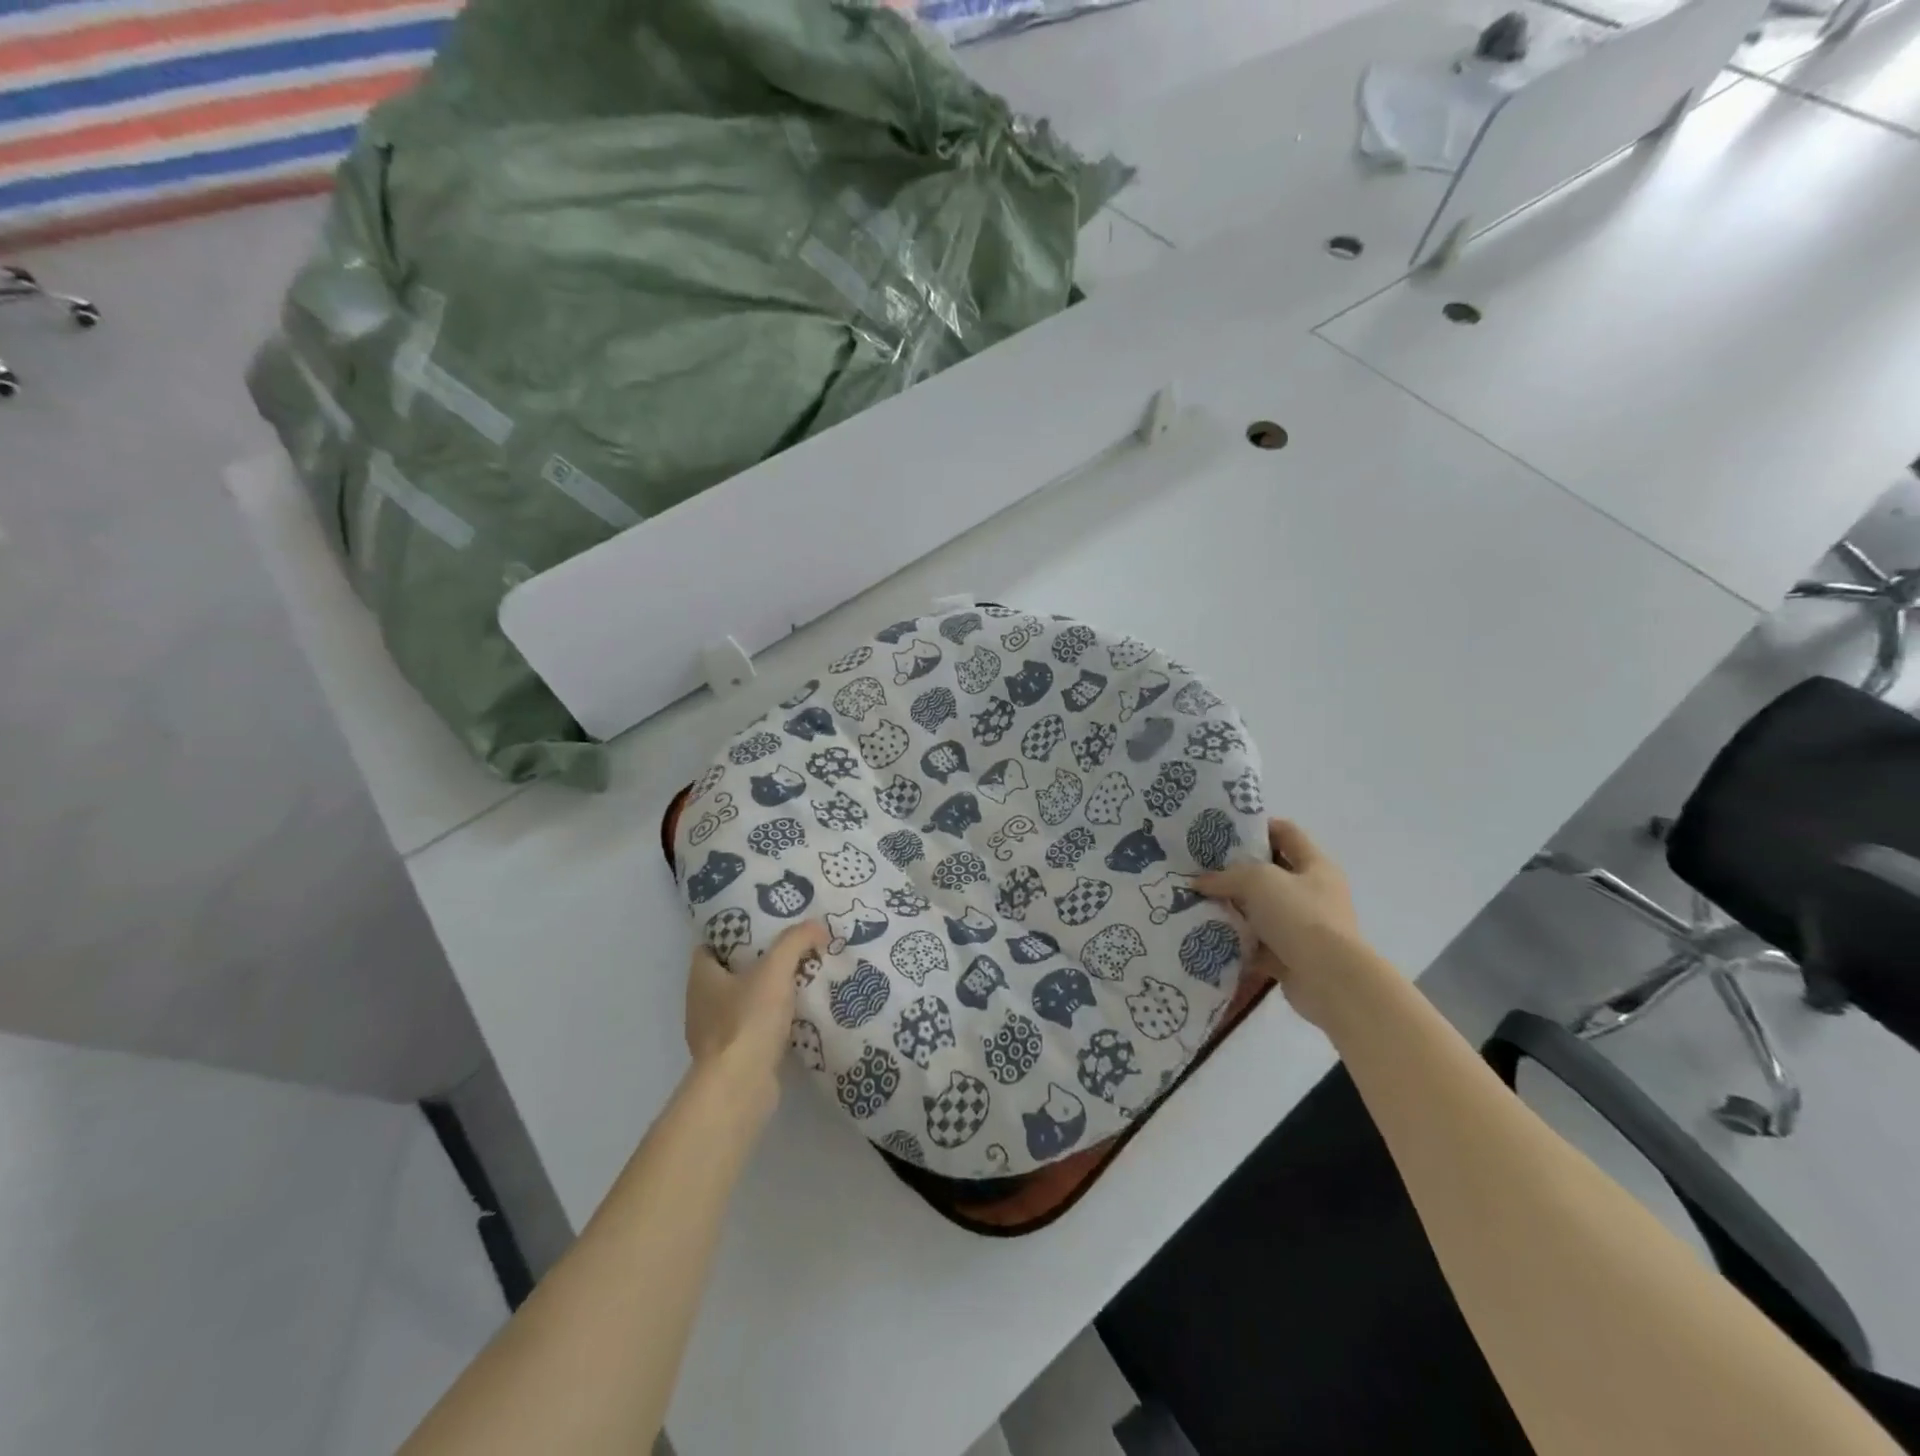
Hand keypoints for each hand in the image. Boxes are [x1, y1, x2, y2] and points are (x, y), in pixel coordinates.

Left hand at [684, 921, 825, 1092]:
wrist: (740, 1087)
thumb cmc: (748, 1020)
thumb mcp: (775, 969)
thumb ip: (795, 941)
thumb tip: (817, 926)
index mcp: (701, 978)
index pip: (712, 946)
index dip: (735, 934)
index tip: (764, 926)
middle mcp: (701, 1004)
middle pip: (729, 974)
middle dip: (757, 962)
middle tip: (789, 949)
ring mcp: (714, 1035)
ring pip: (742, 1003)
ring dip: (765, 994)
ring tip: (799, 980)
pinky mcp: (731, 1059)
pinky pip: (752, 1030)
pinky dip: (770, 1023)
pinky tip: (796, 1017)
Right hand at [1197, 820, 1362, 1028]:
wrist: (1330, 980)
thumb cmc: (1299, 916)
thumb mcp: (1258, 881)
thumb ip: (1226, 876)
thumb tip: (1199, 882)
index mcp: (1315, 866)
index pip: (1286, 832)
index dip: (1257, 827)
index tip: (1223, 832)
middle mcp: (1313, 893)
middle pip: (1271, 872)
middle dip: (1237, 870)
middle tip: (1203, 867)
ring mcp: (1304, 926)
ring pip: (1262, 909)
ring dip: (1235, 907)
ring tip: (1200, 900)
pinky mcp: (1292, 955)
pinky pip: (1259, 941)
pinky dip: (1238, 939)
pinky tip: (1210, 933)